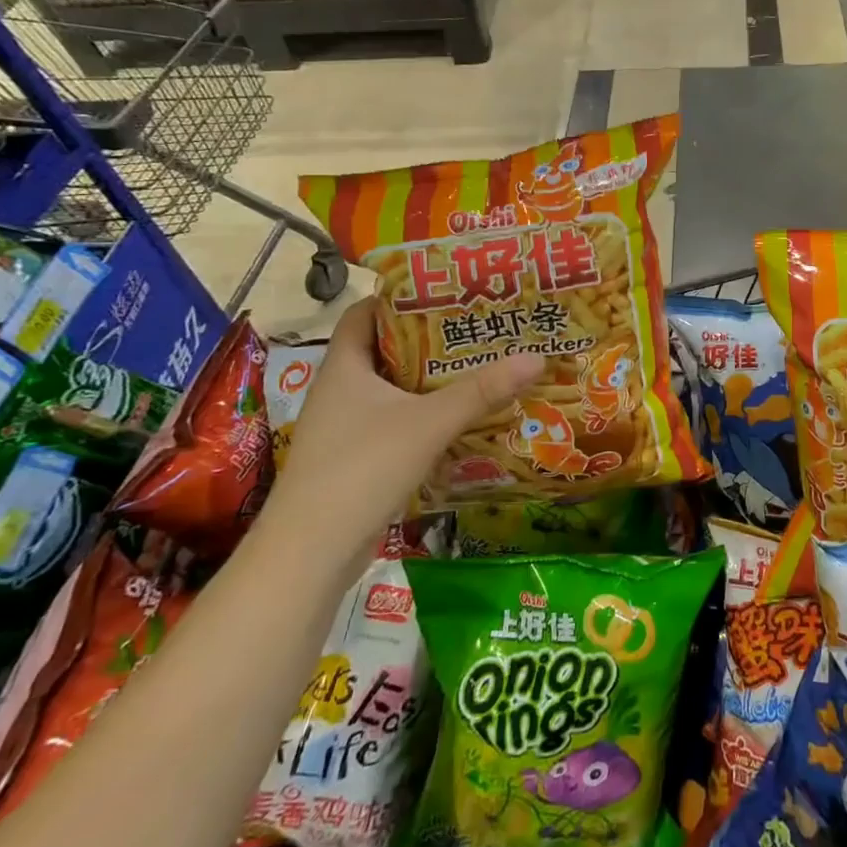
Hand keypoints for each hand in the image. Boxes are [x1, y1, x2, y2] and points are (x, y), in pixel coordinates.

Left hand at [261, 298, 541, 568]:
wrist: (310, 553)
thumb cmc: (362, 468)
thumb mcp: (429, 423)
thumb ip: (482, 391)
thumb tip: (536, 356)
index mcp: (344, 367)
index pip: (365, 313)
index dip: (400, 298)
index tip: (446, 292)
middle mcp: (340, 391)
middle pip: (385, 350)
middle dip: (429, 340)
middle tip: (477, 329)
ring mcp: (345, 428)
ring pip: (392, 390)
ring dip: (429, 381)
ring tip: (479, 368)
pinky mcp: (355, 460)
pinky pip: (394, 423)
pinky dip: (424, 416)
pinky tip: (460, 420)